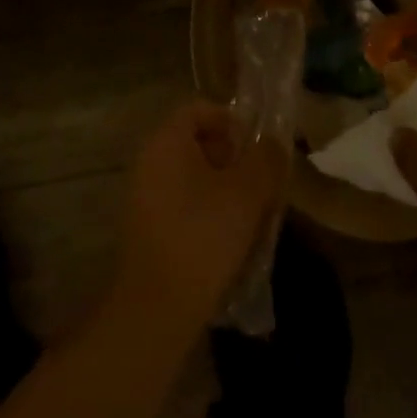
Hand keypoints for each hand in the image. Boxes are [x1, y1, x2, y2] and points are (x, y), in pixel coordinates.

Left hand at [112, 102, 288, 342]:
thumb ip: (266, 158)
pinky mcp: (148, 230)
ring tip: (254, 214)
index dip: (232, 120)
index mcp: (166, 142)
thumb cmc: (204, 235)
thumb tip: (272, 144)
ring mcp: (145, 198)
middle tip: (262, 183)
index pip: (199, 109)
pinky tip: (232, 241)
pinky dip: (209, 213)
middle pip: (198, 143)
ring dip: (226, 189)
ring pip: (194, 178)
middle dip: (234, 159)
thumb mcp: (248, 192)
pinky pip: (184, 205)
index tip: (257, 147)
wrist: (157, 308)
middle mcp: (149, 163)